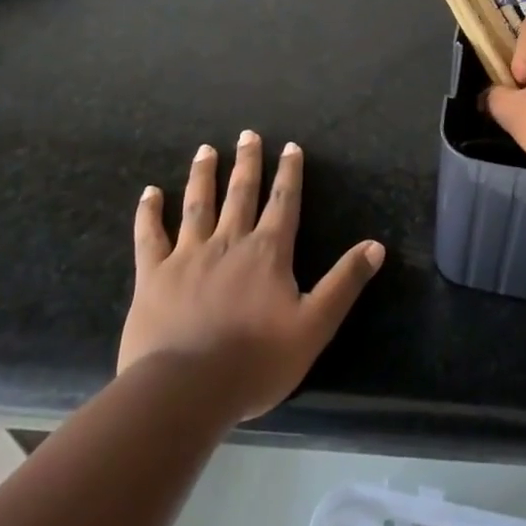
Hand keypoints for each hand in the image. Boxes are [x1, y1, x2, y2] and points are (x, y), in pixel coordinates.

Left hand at [117, 132, 384, 421]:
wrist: (185, 391)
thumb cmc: (255, 361)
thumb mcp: (315, 325)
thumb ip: (344, 283)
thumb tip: (376, 246)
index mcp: (268, 252)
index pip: (283, 202)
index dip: (289, 173)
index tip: (290, 146)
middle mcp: (229, 242)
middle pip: (240, 193)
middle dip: (247, 162)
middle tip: (246, 134)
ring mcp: (187, 256)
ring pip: (197, 205)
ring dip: (203, 175)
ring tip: (206, 150)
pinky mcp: (152, 277)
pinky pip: (149, 237)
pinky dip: (149, 213)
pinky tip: (149, 192)